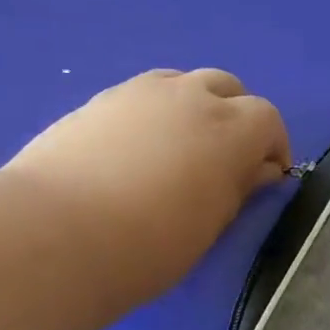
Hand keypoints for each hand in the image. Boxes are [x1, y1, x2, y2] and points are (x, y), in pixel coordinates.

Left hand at [7, 68, 291, 308]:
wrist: (57, 233)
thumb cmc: (148, 245)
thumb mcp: (209, 227)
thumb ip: (238, 189)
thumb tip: (257, 169)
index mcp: (229, 130)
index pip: (268, 120)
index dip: (272, 147)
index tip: (265, 177)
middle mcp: (189, 96)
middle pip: (228, 88)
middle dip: (237, 118)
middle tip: (224, 160)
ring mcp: (140, 92)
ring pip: (182, 83)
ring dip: (194, 108)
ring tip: (179, 150)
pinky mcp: (98, 100)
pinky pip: (142, 96)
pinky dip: (154, 114)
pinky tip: (135, 152)